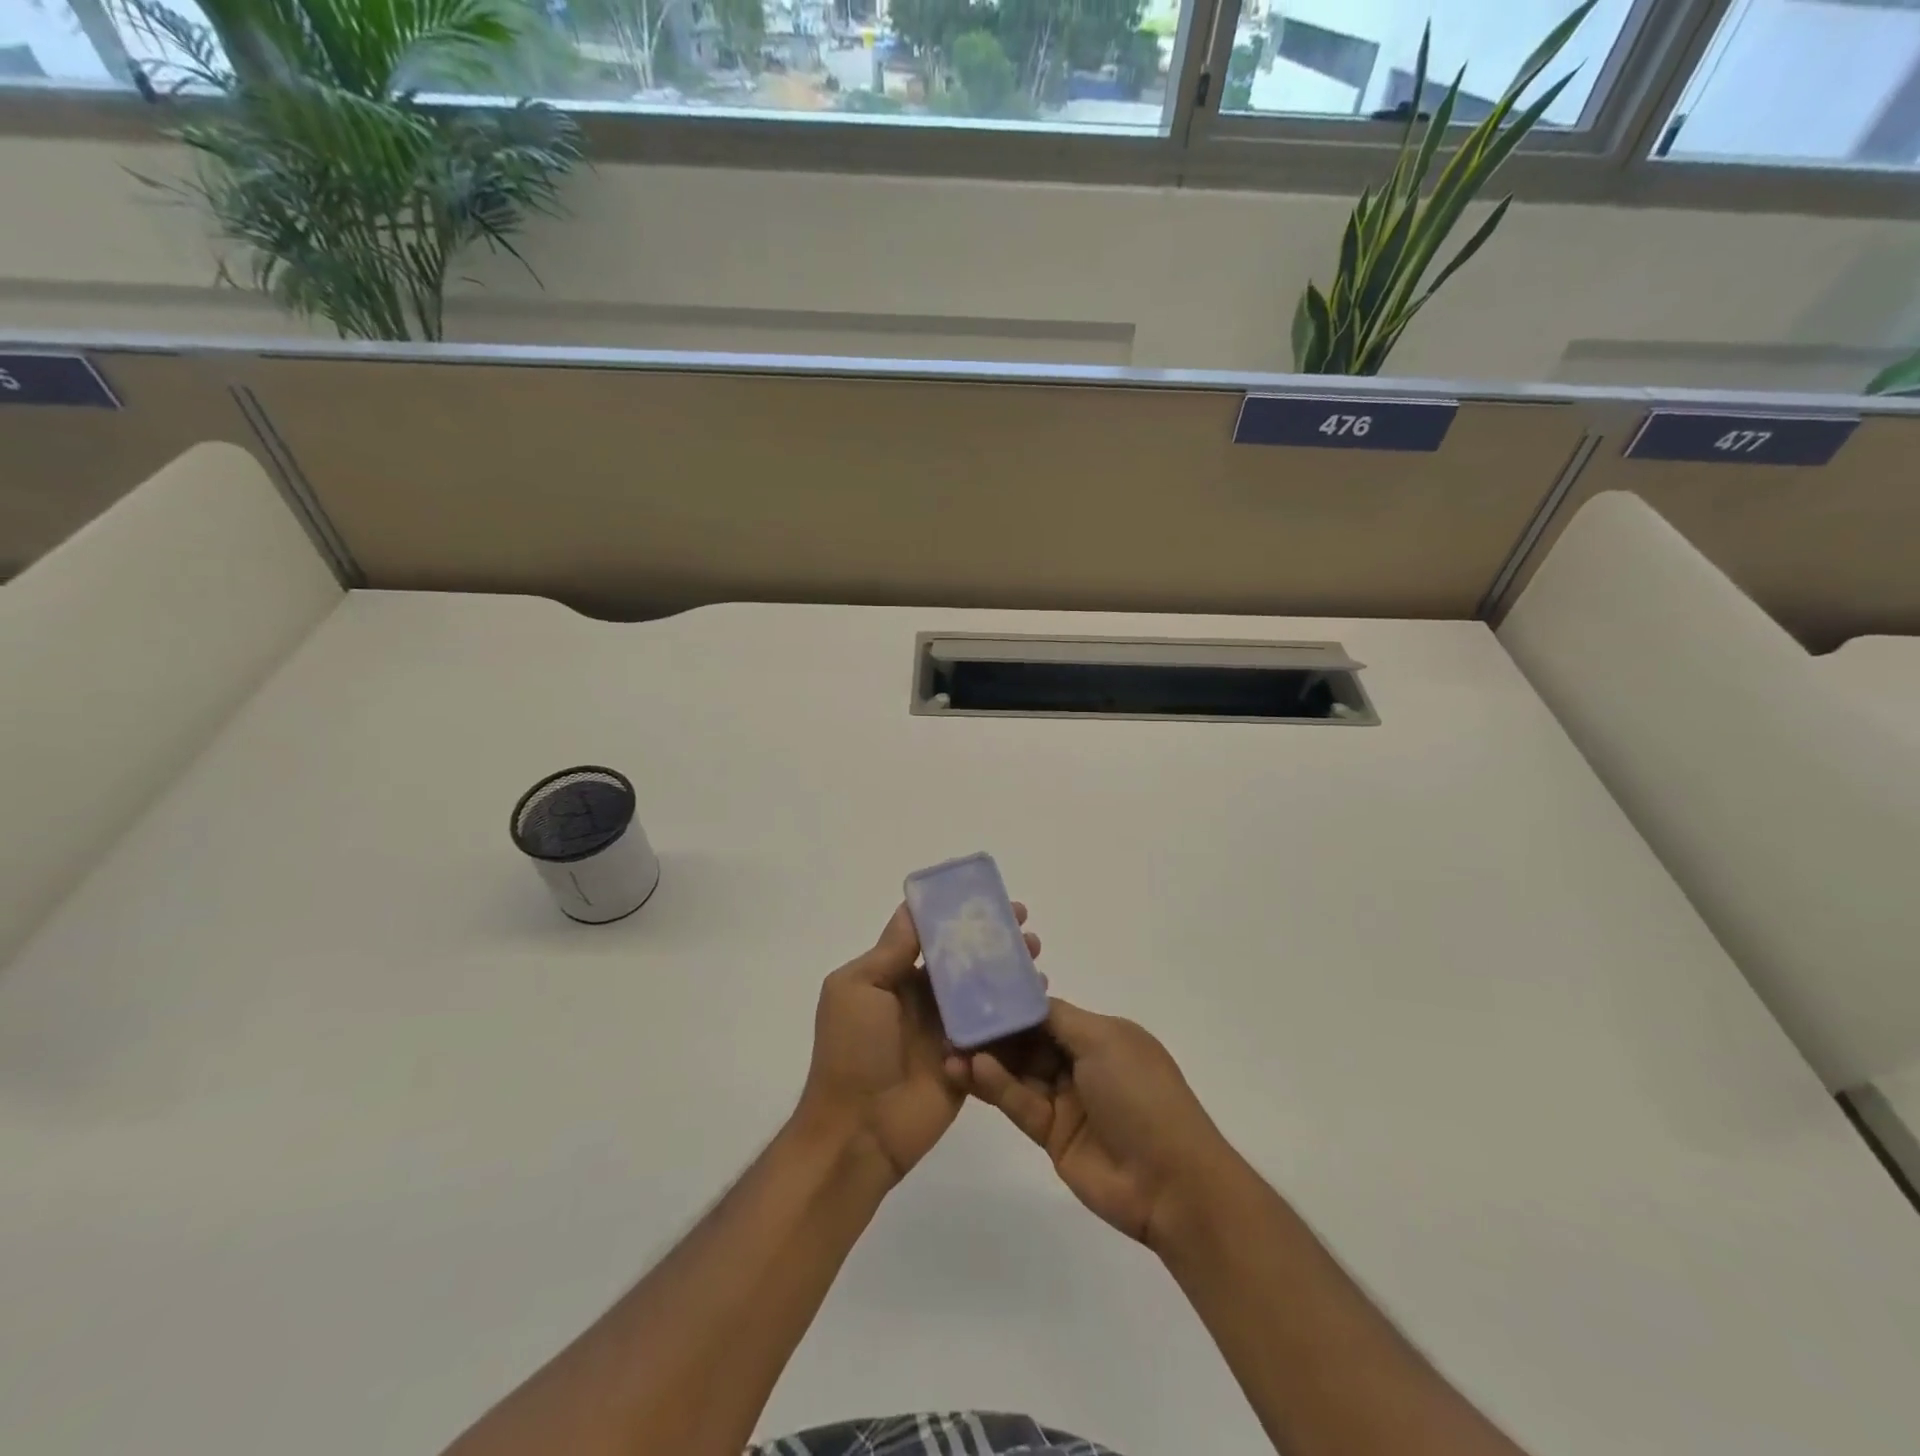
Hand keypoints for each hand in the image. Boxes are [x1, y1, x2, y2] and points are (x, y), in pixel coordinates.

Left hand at [797, 901, 1040, 1183]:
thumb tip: (914, 907)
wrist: (859, 1131)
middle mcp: (923, 998)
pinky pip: (996, 1030)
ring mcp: (948, 1030)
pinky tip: (1039, 994)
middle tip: (1024, 922)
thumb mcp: (858, 988)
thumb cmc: (852, 1051)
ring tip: (1036, 953)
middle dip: (992, 938)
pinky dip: (1017, 1011)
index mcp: (894, 977)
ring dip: (1010, 969)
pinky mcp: (970, 1060)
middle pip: (964, 959)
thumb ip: (891, 951)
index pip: (931, 935)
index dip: (957, 915)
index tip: (988, 898)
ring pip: (984, 990)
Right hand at [960, 999, 1237, 1248]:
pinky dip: (996, 1087)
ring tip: (949, 1047)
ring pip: (1019, 1072)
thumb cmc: (1141, 1094)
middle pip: (1029, 1041)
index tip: (976, 987)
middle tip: (951, 1018)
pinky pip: (1020, 1103)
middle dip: (994, 1030)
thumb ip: (1058, 1019)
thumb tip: (1024, 998)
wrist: (1169, 1181)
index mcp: (1101, 1036)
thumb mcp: (1104, 1041)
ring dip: (987, 1059)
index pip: (1048, 1012)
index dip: (1015, 1002)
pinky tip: (971, 1070)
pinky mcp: (1052, 1136)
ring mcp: (1067, 1101)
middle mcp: (1082, 1064)